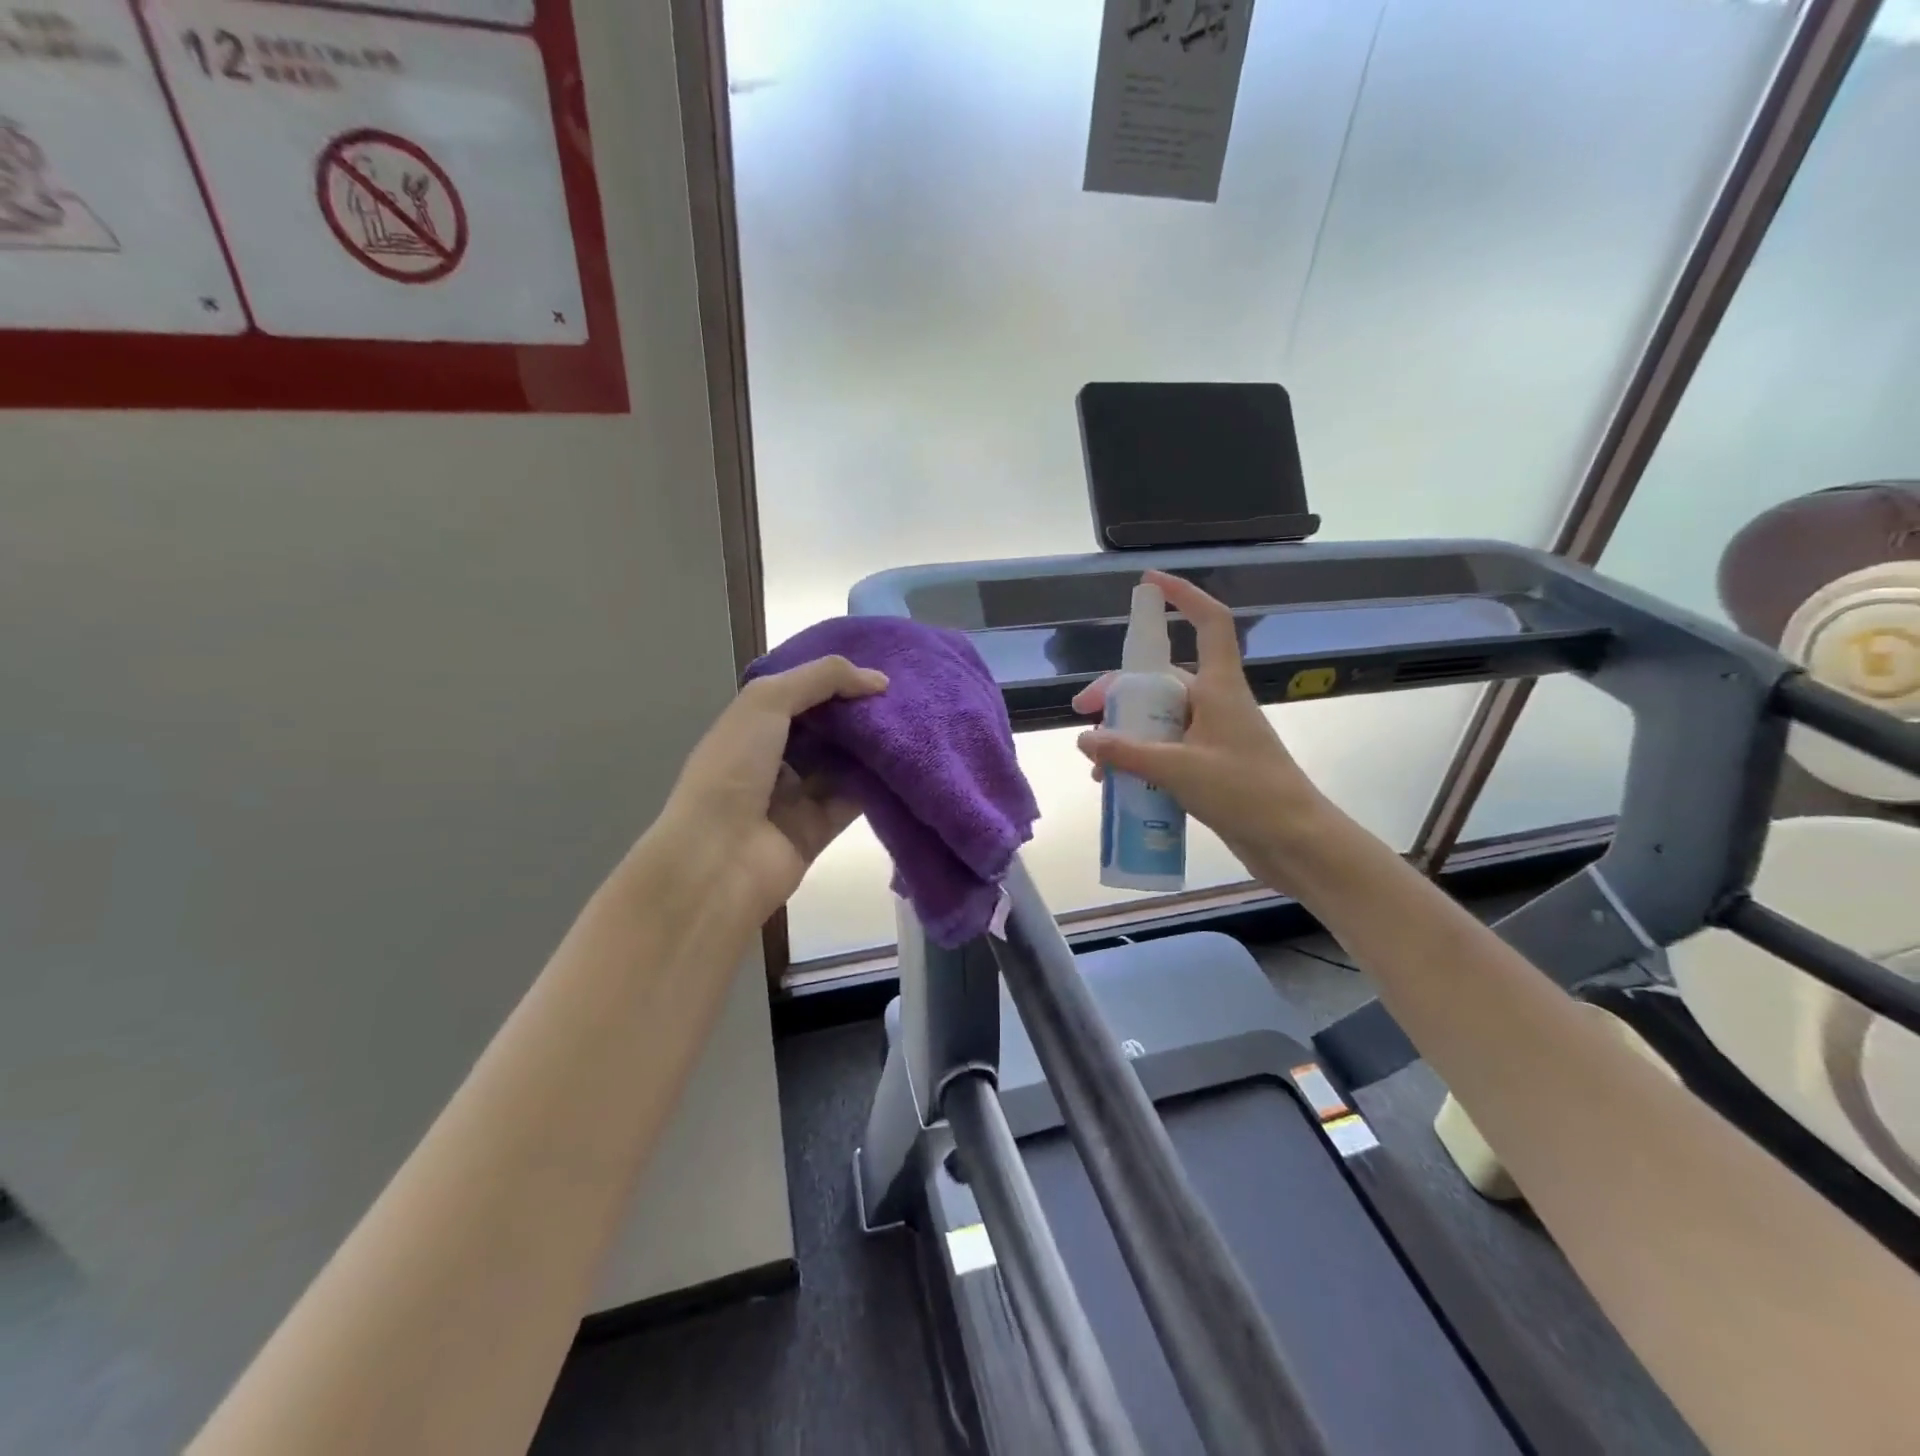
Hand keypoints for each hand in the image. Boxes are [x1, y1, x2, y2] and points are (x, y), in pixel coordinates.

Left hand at [655, 656, 887, 924]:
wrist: (718, 856)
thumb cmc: (733, 768)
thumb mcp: (767, 702)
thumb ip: (822, 679)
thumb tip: (879, 680)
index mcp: (750, 725)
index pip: (798, 692)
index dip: (834, 678)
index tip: (877, 667)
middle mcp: (772, 757)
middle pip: (825, 727)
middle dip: (858, 710)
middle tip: (903, 695)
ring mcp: (795, 795)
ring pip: (843, 762)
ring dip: (872, 744)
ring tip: (913, 721)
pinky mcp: (818, 828)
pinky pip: (854, 799)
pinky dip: (877, 783)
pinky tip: (907, 761)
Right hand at [1074, 571, 1327, 881]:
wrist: (1294, 841)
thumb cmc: (1246, 792)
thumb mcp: (1179, 769)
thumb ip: (1127, 753)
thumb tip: (1085, 738)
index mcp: (1219, 687)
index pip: (1209, 623)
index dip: (1183, 596)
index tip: (1148, 583)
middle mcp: (1215, 703)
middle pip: (1161, 680)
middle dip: (1119, 692)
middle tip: (1083, 713)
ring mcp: (1212, 735)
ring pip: (1159, 720)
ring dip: (1126, 734)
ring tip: (1097, 764)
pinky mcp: (1210, 765)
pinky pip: (1165, 749)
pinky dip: (1140, 759)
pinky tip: (1117, 784)